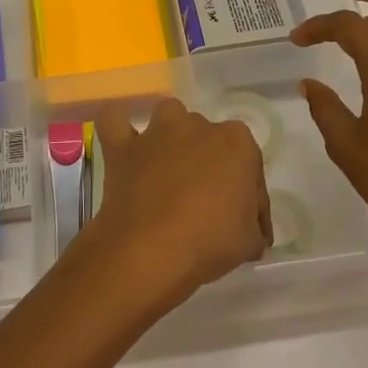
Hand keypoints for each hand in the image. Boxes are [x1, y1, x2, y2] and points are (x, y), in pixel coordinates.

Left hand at [79, 97, 271, 312]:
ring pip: (169, 116)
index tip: (244, 223)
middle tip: (206, 202)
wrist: (151, 250)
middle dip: (209, 163)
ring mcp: (157, 132)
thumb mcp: (249, 242)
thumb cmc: (210, 242)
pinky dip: (120, 128)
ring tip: (171, 168)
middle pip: (208, 138)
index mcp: (238, 143)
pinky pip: (115, 121)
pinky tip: (126, 145)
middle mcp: (198, 126)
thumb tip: (252, 234)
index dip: (248, 195)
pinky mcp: (122, 146)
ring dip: (172, 136)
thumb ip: (252, 228)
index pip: (249, 164)